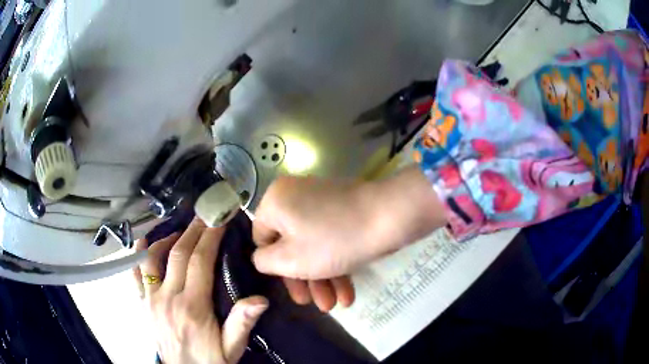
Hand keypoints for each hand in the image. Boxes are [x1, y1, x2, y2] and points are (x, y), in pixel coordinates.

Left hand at [133, 219, 267, 363]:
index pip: (200, 261)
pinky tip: (143, 243)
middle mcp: (168, 298)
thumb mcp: (232, 348)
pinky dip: (138, 255)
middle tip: (203, 215)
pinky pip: (136, 274)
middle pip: (178, 254)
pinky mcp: (143, 304)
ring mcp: (151, 299)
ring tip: (180, 231)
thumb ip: (242, 324)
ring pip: (153, 258)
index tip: (218, 220)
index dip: (209, 237)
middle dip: (192, 231)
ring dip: (166, 239)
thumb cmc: (211, 360)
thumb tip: (260, 299)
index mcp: (193, 307)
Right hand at [252, 167, 445, 310]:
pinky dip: (335, 262)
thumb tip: (262, 258)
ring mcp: (321, 202)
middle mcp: (294, 196)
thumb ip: (265, 261)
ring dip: (322, 278)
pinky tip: (347, 292)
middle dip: (303, 280)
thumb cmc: (332, 240)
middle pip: (290, 245)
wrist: (388, 217)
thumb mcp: (290, 259)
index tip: (291, 288)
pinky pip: (330, 237)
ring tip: (334, 306)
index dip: (274, 267)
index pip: (262, 238)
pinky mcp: (342, 210)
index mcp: (275, 201)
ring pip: (313, 245)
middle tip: (313, 304)